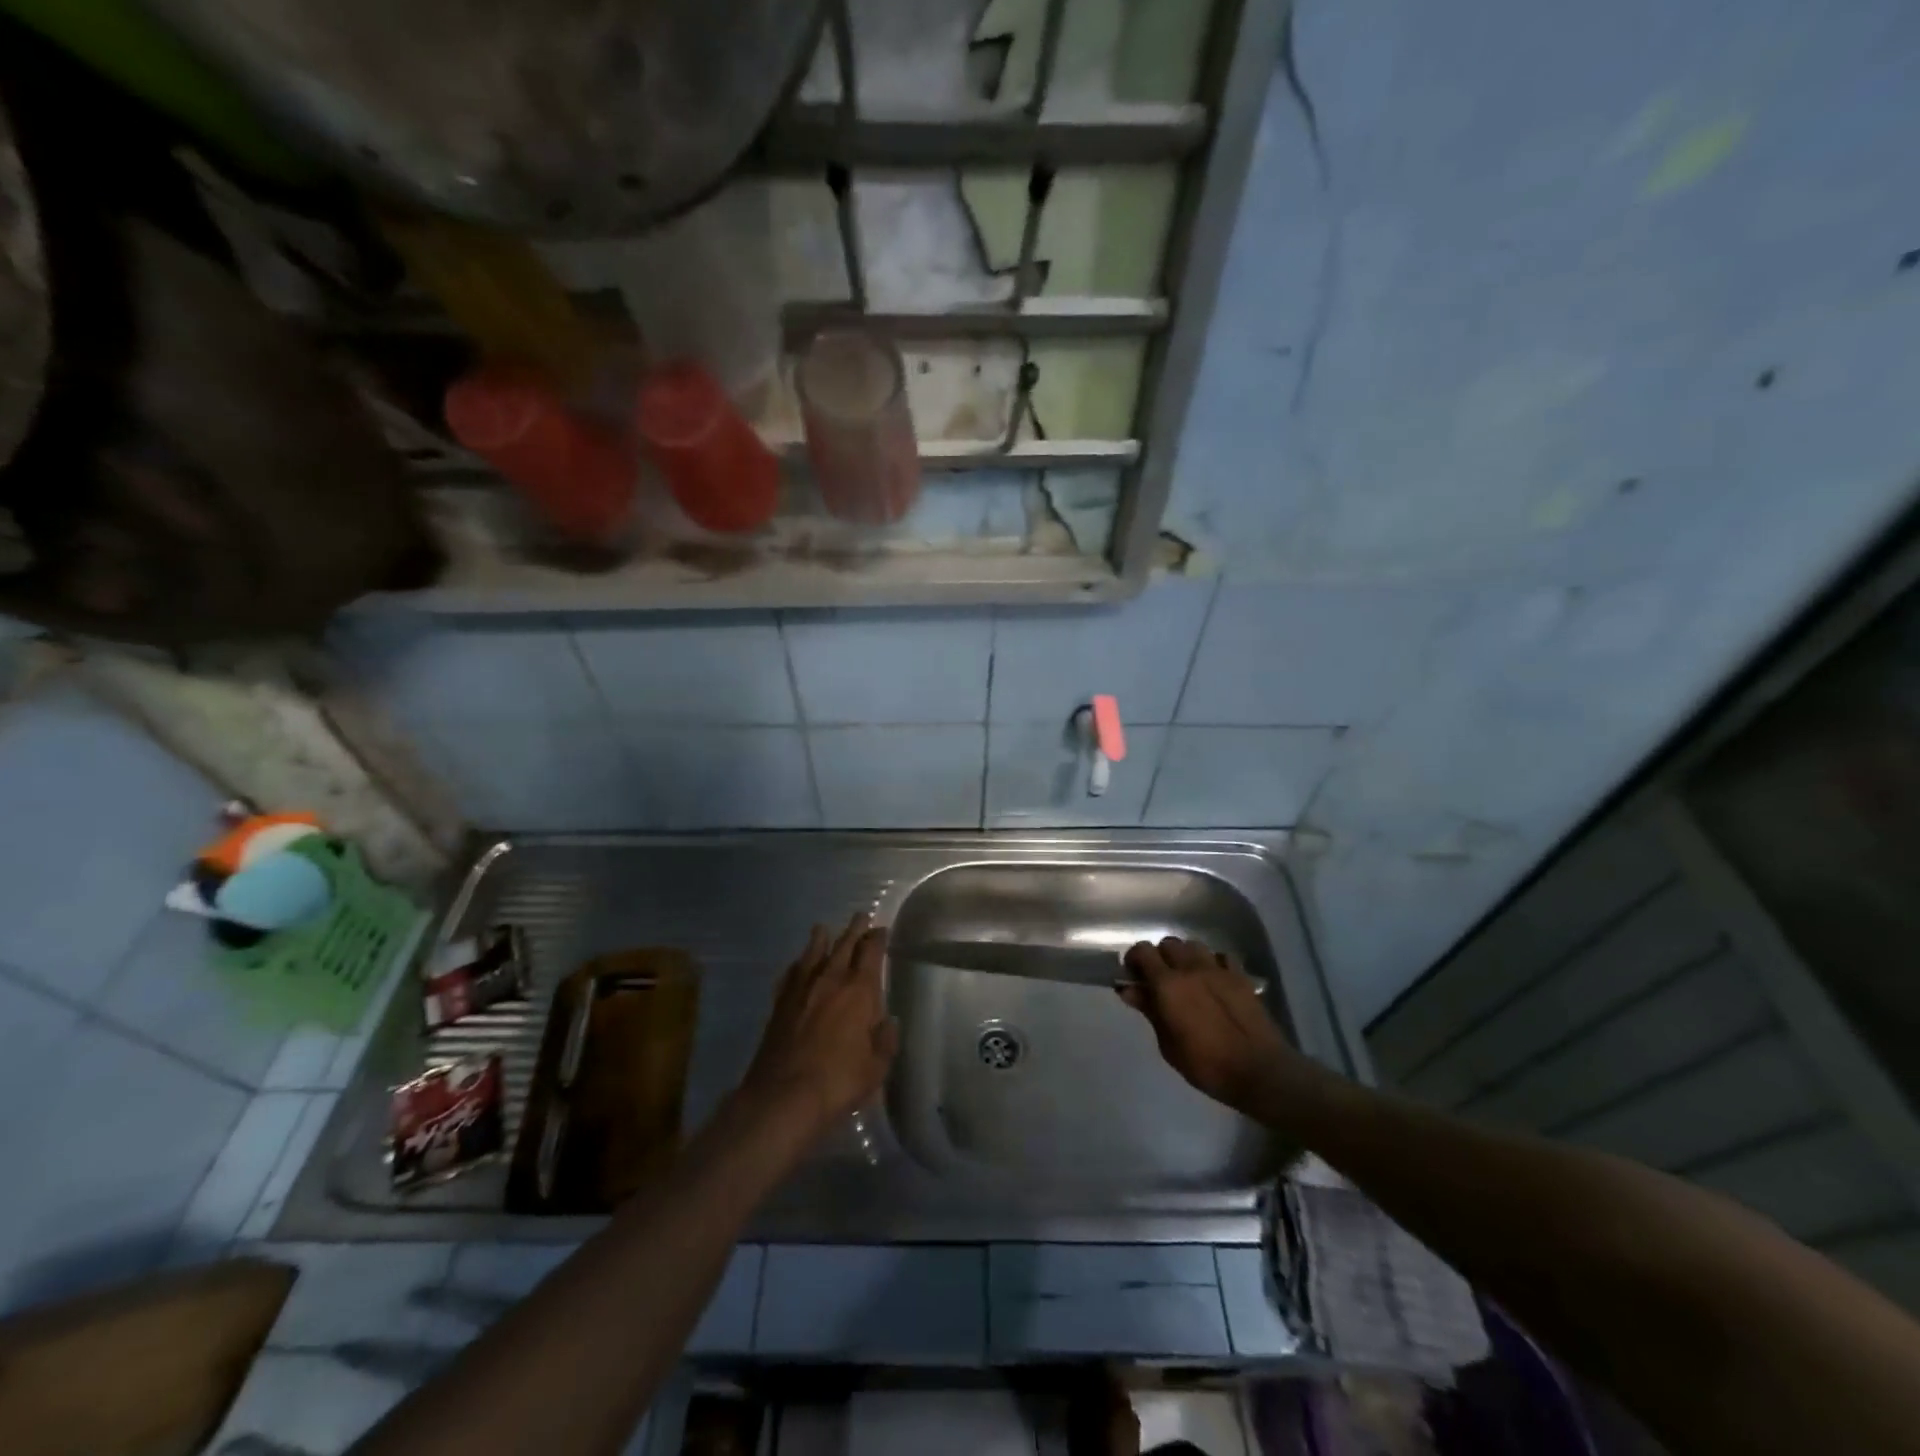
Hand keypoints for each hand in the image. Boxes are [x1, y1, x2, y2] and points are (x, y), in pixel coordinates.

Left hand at [740, 914, 898, 1136]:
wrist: (783, 1096)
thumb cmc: (838, 1081)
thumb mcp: (876, 1067)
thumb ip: (885, 1040)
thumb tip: (887, 1021)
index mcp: (859, 990)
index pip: (871, 953)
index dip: (877, 938)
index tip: (881, 929)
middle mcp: (831, 980)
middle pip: (844, 945)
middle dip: (854, 929)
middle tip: (860, 916)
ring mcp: (801, 989)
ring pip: (813, 953)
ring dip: (822, 939)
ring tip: (823, 929)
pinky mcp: (779, 1003)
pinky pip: (791, 974)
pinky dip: (797, 965)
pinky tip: (797, 965)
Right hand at [1118, 936, 1302, 1113]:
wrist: (1258, 1071)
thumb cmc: (1205, 1064)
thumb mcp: (1168, 1044)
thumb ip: (1149, 1011)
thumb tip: (1128, 990)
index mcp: (1168, 984)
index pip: (1143, 951)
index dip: (1134, 959)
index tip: (1132, 975)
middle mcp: (1191, 968)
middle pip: (1168, 943)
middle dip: (1159, 956)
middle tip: (1159, 979)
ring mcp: (1218, 969)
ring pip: (1194, 946)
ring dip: (1185, 956)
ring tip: (1187, 977)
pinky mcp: (1240, 976)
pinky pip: (1222, 956)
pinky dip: (1213, 962)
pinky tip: (1214, 979)